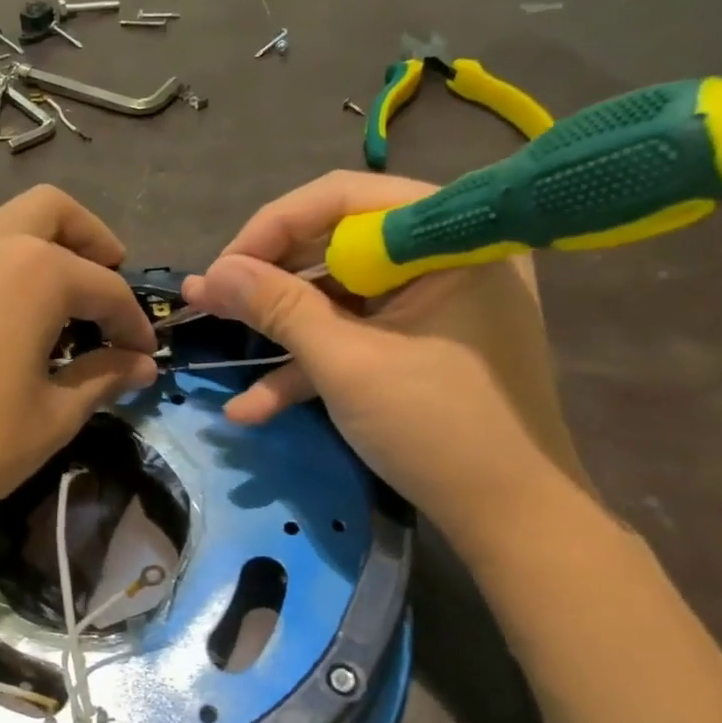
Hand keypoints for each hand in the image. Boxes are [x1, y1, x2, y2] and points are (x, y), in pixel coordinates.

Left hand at [0, 186, 157, 559]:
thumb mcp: (54, 415)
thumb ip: (103, 377)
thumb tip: (142, 366)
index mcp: (35, 271)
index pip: (106, 287)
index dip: (133, 322)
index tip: (145, 355)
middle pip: (54, 211)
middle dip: (92, 240)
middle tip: (110, 282)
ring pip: (8, 226)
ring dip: (47, 250)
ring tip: (65, 309)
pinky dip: (9, 269)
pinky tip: (14, 323)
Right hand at [181, 172, 590, 549]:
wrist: (512, 521)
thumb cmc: (437, 428)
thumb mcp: (347, 364)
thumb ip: (278, 308)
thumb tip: (210, 274)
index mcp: (445, 237)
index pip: (343, 200)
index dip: (271, 229)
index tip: (220, 269)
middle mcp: (443, 256)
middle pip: (336, 246)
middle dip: (267, 282)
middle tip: (209, 301)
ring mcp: (434, 303)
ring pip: (340, 297)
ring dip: (280, 330)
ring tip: (214, 341)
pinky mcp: (422, 345)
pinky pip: (360, 336)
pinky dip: (312, 366)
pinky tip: (253, 407)